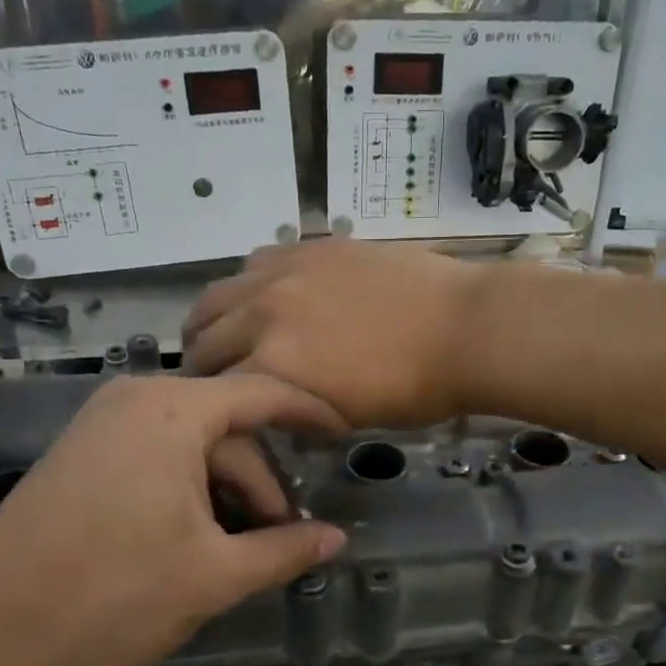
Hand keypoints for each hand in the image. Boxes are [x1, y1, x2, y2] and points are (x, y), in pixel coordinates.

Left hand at [0, 375, 348, 665]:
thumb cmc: (108, 595)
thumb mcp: (211, 578)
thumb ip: (283, 551)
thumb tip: (337, 539)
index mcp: (173, 411)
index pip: (264, 393)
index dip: (312, 413)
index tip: (347, 436)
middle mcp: (137, 400)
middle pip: (229, 430)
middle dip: (263, 485)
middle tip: (284, 543)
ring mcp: (104, 425)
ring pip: (194, 447)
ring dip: (227, 494)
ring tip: (241, 553)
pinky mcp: (84, 453)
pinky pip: (158, 457)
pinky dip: (190, 491)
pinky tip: (196, 540)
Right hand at [183, 241, 485, 427]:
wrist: (465, 328)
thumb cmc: (415, 390)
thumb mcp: (347, 418)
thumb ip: (295, 408)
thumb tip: (275, 406)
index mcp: (274, 367)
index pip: (214, 389)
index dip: (210, 404)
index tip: (214, 409)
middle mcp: (264, 314)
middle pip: (205, 337)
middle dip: (200, 362)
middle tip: (210, 375)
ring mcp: (285, 273)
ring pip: (219, 294)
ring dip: (212, 320)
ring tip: (223, 332)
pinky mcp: (311, 247)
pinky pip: (256, 262)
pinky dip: (248, 285)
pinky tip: (266, 296)